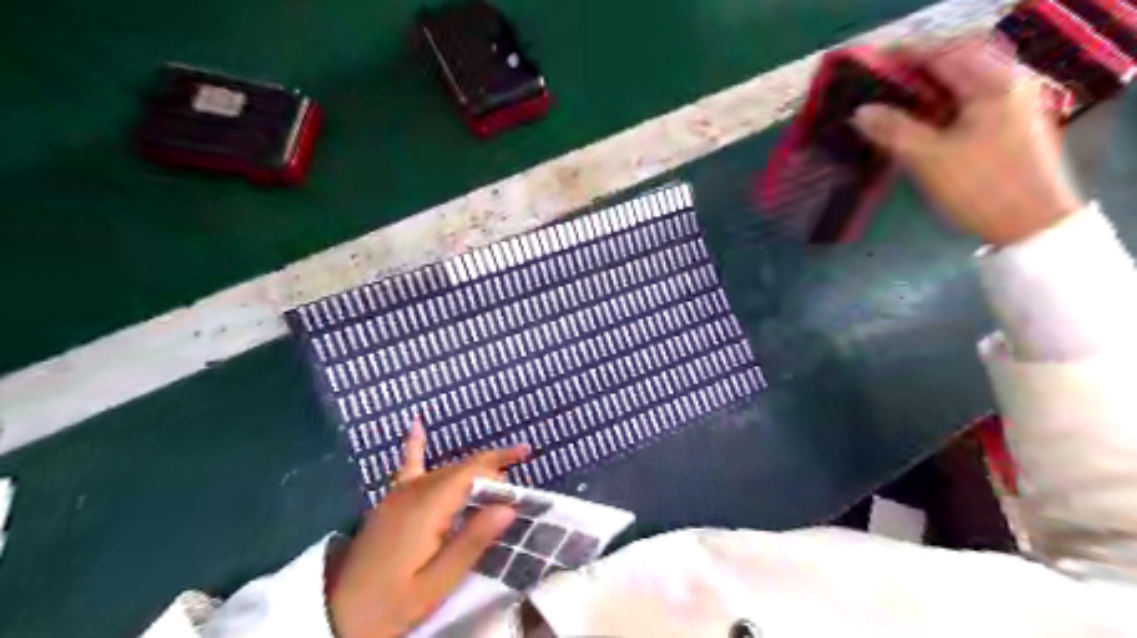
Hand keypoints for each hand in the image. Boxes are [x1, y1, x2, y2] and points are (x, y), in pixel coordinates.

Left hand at [325, 423, 529, 636]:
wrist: (337, 618)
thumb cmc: (392, 604)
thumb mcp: (437, 583)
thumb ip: (472, 542)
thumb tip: (508, 508)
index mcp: (426, 508)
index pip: (469, 474)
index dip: (497, 473)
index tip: (519, 490)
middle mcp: (412, 492)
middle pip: (459, 470)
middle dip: (490, 472)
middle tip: (515, 490)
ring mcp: (397, 494)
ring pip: (443, 470)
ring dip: (471, 470)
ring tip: (497, 476)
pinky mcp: (389, 503)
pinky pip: (406, 467)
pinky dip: (414, 446)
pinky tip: (416, 424)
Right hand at [854, 35, 1081, 246]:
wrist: (1032, 223)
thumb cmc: (979, 186)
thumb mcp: (928, 158)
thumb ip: (893, 129)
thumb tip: (860, 111)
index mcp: (993, 83)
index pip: (944, 53)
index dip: (905, 55)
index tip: (870, 63)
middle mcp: (1010, 82)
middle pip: (958, 61)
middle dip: (917, 68)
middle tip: (880, 82)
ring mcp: (1014, 102)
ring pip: (965, 81)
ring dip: (929, 86)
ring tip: (894, 99)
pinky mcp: (1011, 122)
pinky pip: (972, 99)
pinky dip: (944, 102)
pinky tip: (922, 118)